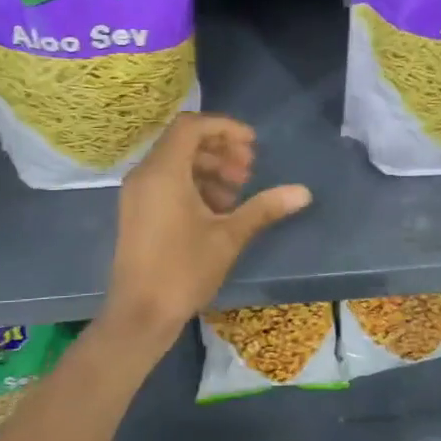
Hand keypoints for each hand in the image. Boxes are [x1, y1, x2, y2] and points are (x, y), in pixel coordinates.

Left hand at [103, 113, 311, 338]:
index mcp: (163, 172)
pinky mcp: (137, 211)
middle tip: (249, 170)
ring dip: (209, 168)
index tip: (252, 145)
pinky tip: (217, 209)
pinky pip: (166, 182)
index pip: (191, 125)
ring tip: (238, 192)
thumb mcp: (229, 236)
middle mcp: (145, 175)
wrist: (140, 315)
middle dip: (220, 149)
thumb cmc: (184, 270)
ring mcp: (137, 194)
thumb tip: (304, 192)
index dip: (225, 128)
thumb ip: (264, 207)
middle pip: (183, 142)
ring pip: (175, 163)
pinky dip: (193, 184)